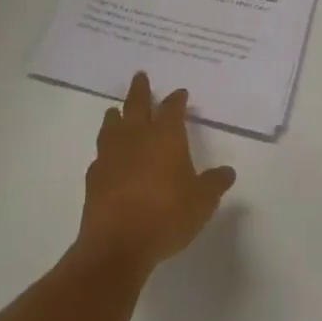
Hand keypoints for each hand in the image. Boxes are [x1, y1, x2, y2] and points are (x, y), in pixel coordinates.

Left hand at [78, 72, 235, 276]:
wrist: (117, 245)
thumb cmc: (167, 215)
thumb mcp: (202, 202)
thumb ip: (214, 184)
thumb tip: (227, 172)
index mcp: (166, 136)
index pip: (172, 108)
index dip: (177, 99)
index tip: (180, 93)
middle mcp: (137, 138)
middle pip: (137, 105)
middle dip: (140, 90)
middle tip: (140, 76)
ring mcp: (112, 156)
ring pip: (112, 125)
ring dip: (117, 115)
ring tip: (116, 109)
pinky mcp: (93, 178)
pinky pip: (100, 154)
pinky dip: (105, 150)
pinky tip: (107, 156)